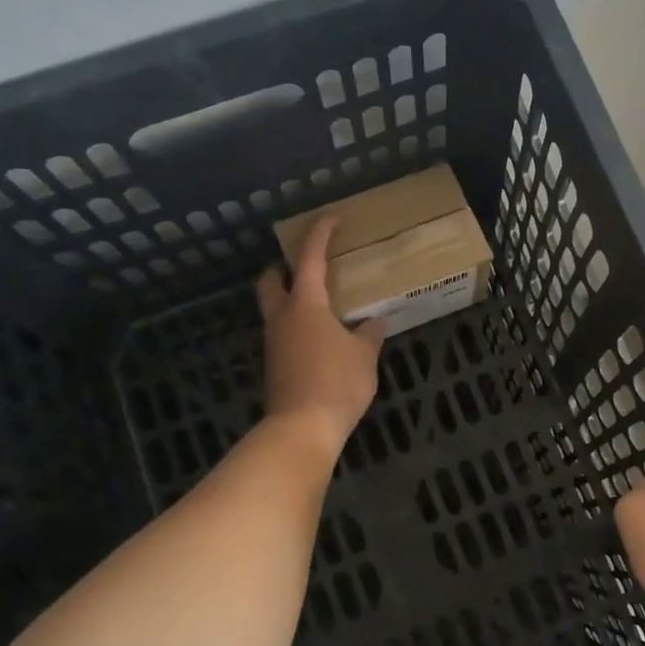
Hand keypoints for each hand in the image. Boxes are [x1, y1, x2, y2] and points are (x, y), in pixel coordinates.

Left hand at [257, 217, 385, 457]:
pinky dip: (295, 326)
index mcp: (306, 305)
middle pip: (270, 282)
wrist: (302, 427)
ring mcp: (274, 343)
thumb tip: (374, 323)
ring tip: (318, 304)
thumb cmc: (337, 383)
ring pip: (274, 309)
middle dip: (282, 268)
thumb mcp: (364, 356)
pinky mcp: (274, 365)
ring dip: (289, 299)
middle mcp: (282, 317)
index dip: (320, 234)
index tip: (330, 218)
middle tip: (303, 266)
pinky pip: (282, 333)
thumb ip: (369, 335)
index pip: (311, 259)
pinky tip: (318, 338)